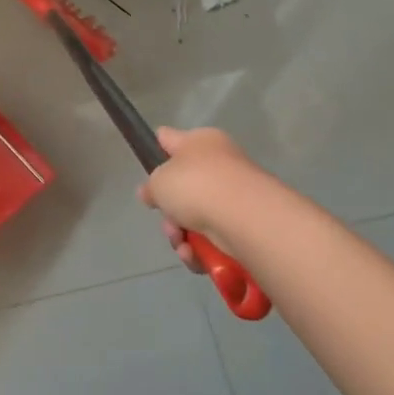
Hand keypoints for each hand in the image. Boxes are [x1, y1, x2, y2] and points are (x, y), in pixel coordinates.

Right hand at [138, 126, 268, 266]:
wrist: (244, 216)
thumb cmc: (196, 185)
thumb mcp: (159, 181)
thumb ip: (151, 187)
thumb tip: (150, 192)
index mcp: (200, 141)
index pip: (171, 139)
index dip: (157, 150)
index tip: (148, 166)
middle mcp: (219, 164)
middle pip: (182, 189)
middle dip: (169, 212)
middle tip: (168, 223)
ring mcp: (234, 195)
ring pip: (195, 218)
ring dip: (182, 236)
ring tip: (182, 244)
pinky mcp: (245, 225)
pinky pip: (213, 238)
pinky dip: (201, 250)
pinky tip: (195, 255)